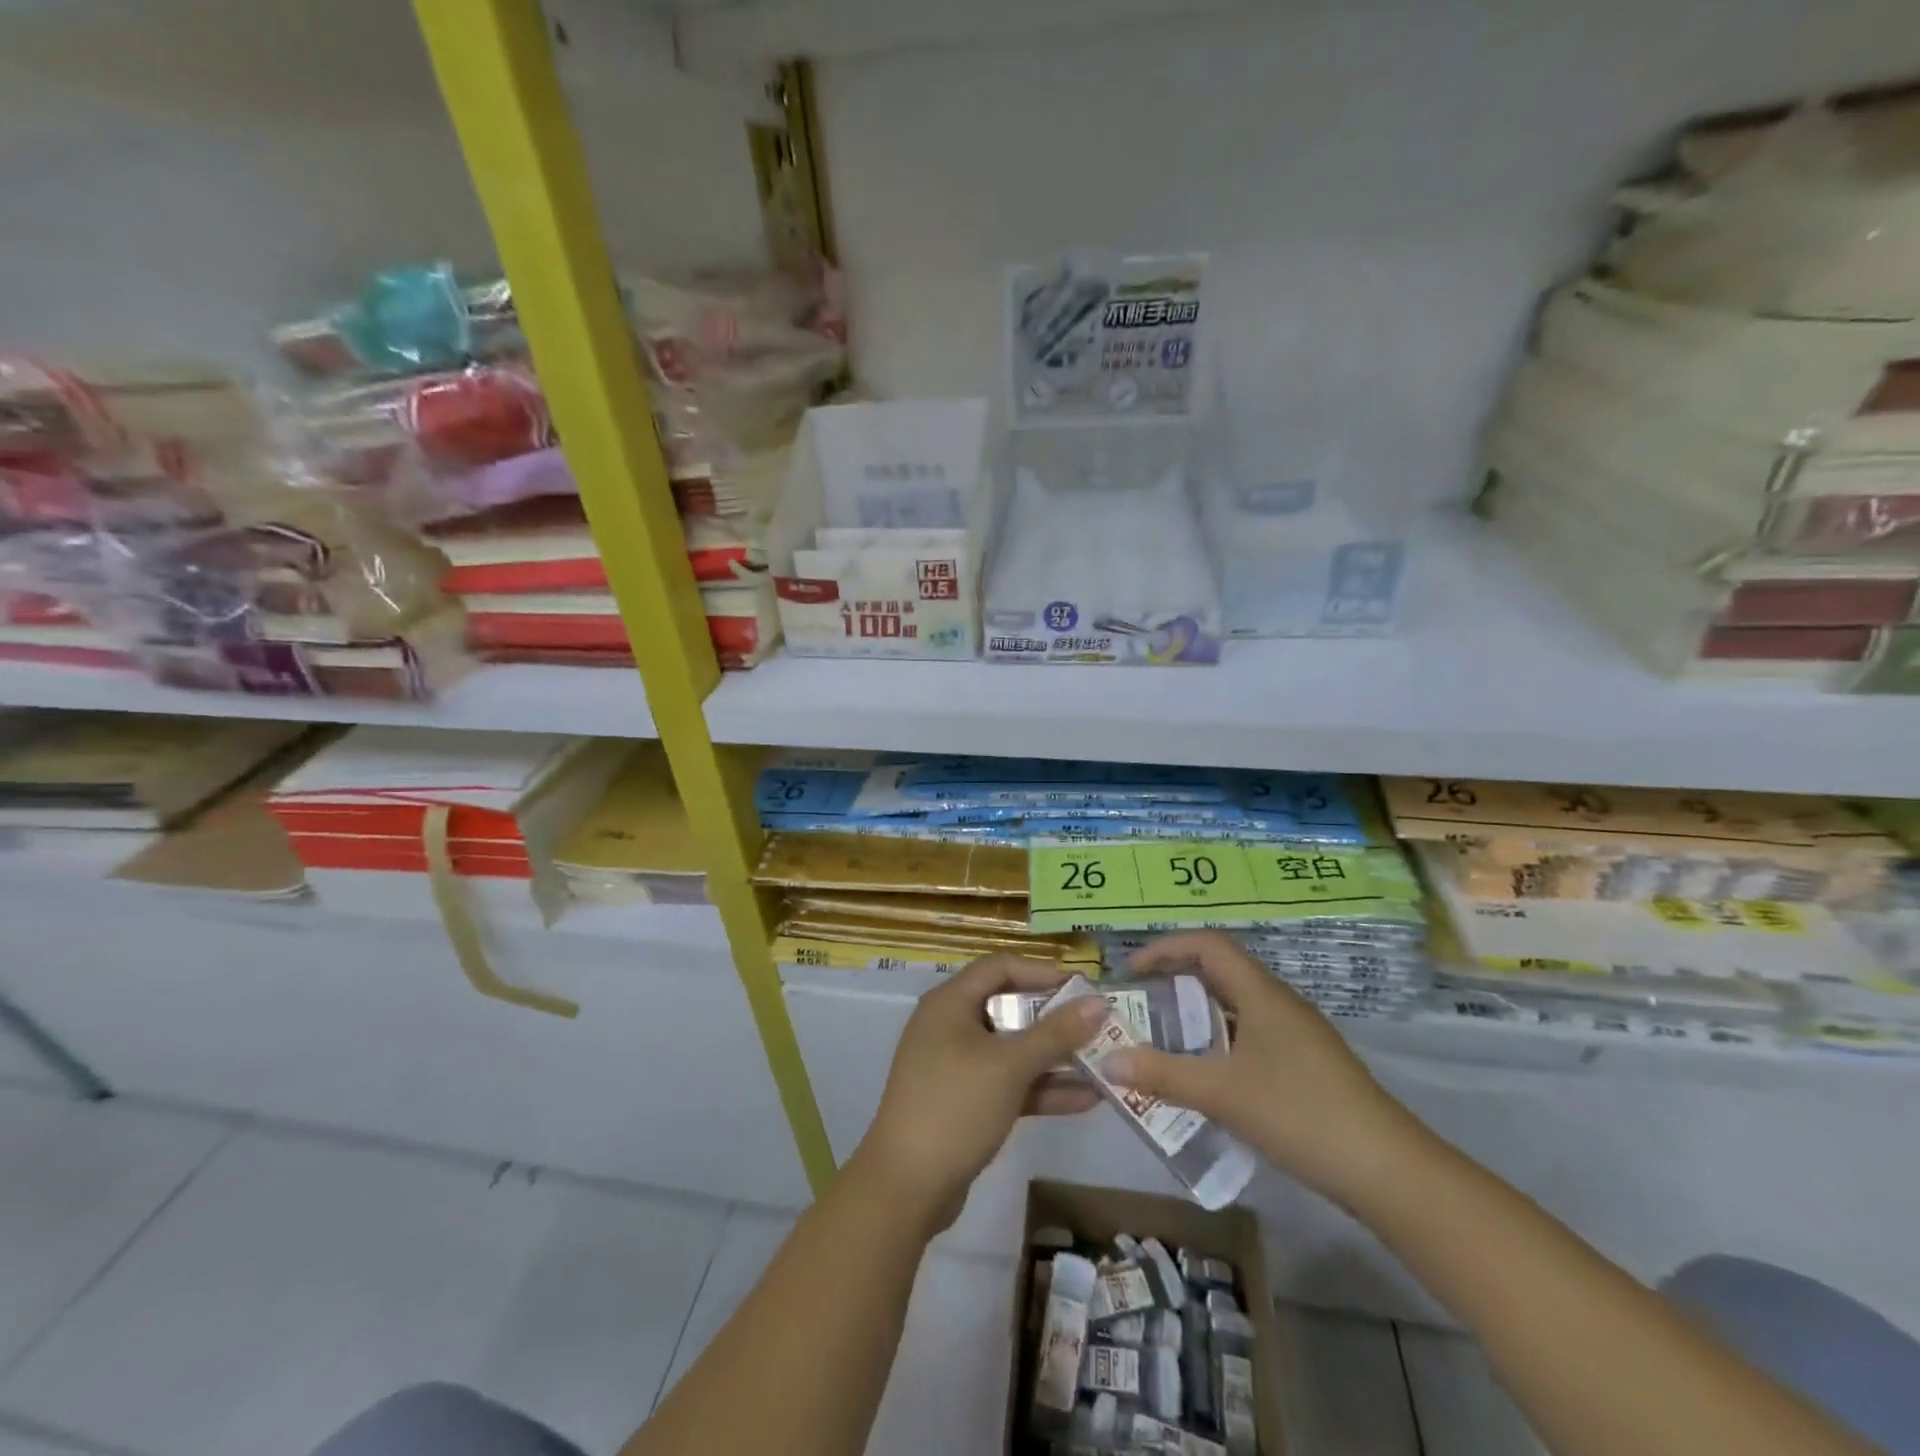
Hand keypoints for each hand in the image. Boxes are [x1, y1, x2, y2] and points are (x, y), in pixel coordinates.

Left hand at [851, 956, 1105, 1232]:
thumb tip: (1099, 1002)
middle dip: (1054, 1018)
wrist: (906, 1187)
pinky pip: (1008, 1083)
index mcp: (950, 1003)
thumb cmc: (955, 1106)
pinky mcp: (964, 1102)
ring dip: (1054, 1057)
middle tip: (1098, 1025)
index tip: (1082, 988)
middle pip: (1008, 1007)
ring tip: (1103, 1063)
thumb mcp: (1009, 1065)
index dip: (1042, 972)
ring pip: (1012, 1050)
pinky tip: (1086, 1099)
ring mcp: (956, 1066)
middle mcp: (950, 1026)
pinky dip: (1040, 1088)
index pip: (1000, 967)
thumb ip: (1055, 1033)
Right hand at [1104, 931, 1425, 1205]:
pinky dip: (1220, 1043)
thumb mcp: (1223, 1094)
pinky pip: (1251, 1034)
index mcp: (1261, 993)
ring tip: (1165, 1043)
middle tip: (1141, 1009)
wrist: (1388, 1170)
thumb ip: (1162, 1075)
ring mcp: (1297, 1033)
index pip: (1207, 944)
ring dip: (1198, 1016)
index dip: (1166, 948)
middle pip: (1220, 972)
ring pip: (1236, 1006)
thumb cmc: (1300, 1113)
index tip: (1133, 972)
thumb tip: (1108, 1060)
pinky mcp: (1307, 1063)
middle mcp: (1279, 1002)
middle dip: (1176, 983)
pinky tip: (1209, 1079)